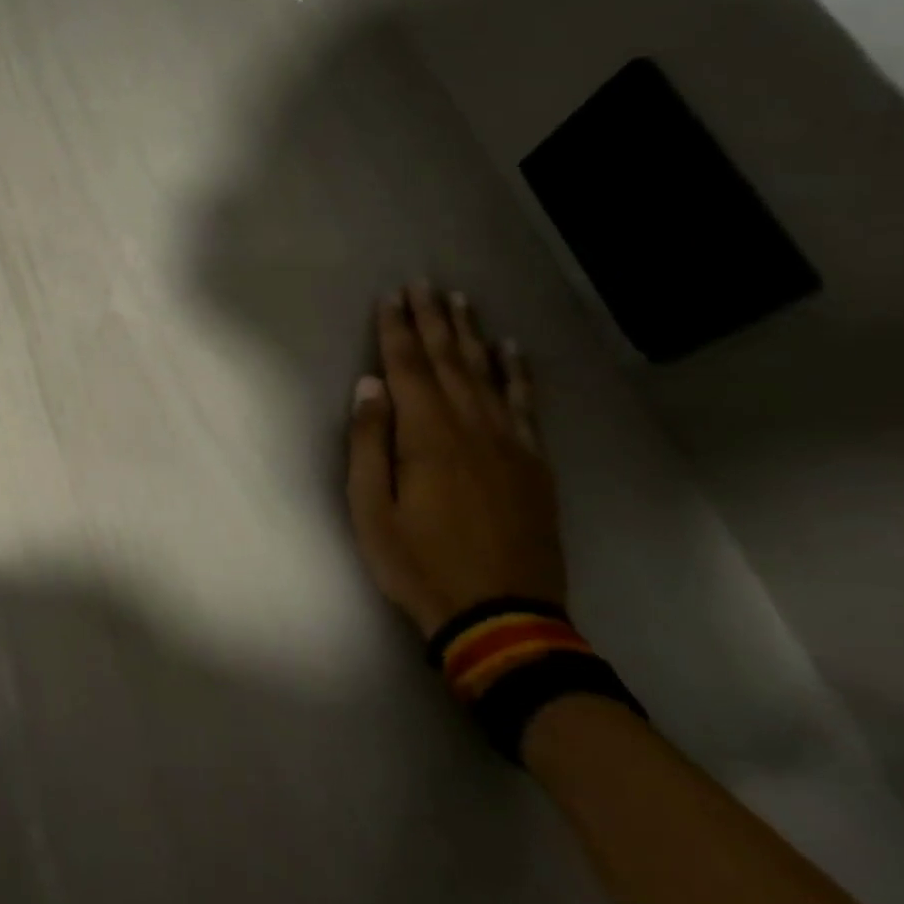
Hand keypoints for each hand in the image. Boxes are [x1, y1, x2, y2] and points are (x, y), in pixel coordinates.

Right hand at [346, 284, 564, 638]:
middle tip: (424, 284)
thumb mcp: (371, 509)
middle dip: (432, 320)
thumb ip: (370, 443)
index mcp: (427, 437)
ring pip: (487, 375)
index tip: (391, 296)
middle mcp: (471, 428)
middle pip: (448, 361)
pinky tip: (512, 350)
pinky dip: (518, 374)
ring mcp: (510, 444)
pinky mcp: (534, 464)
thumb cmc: (419, 563)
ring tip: (461, 301)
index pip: (407, 368)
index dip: (396, 330)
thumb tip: (370, 386)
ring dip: (471, 335)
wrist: (501, 619)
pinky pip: (527, 407)